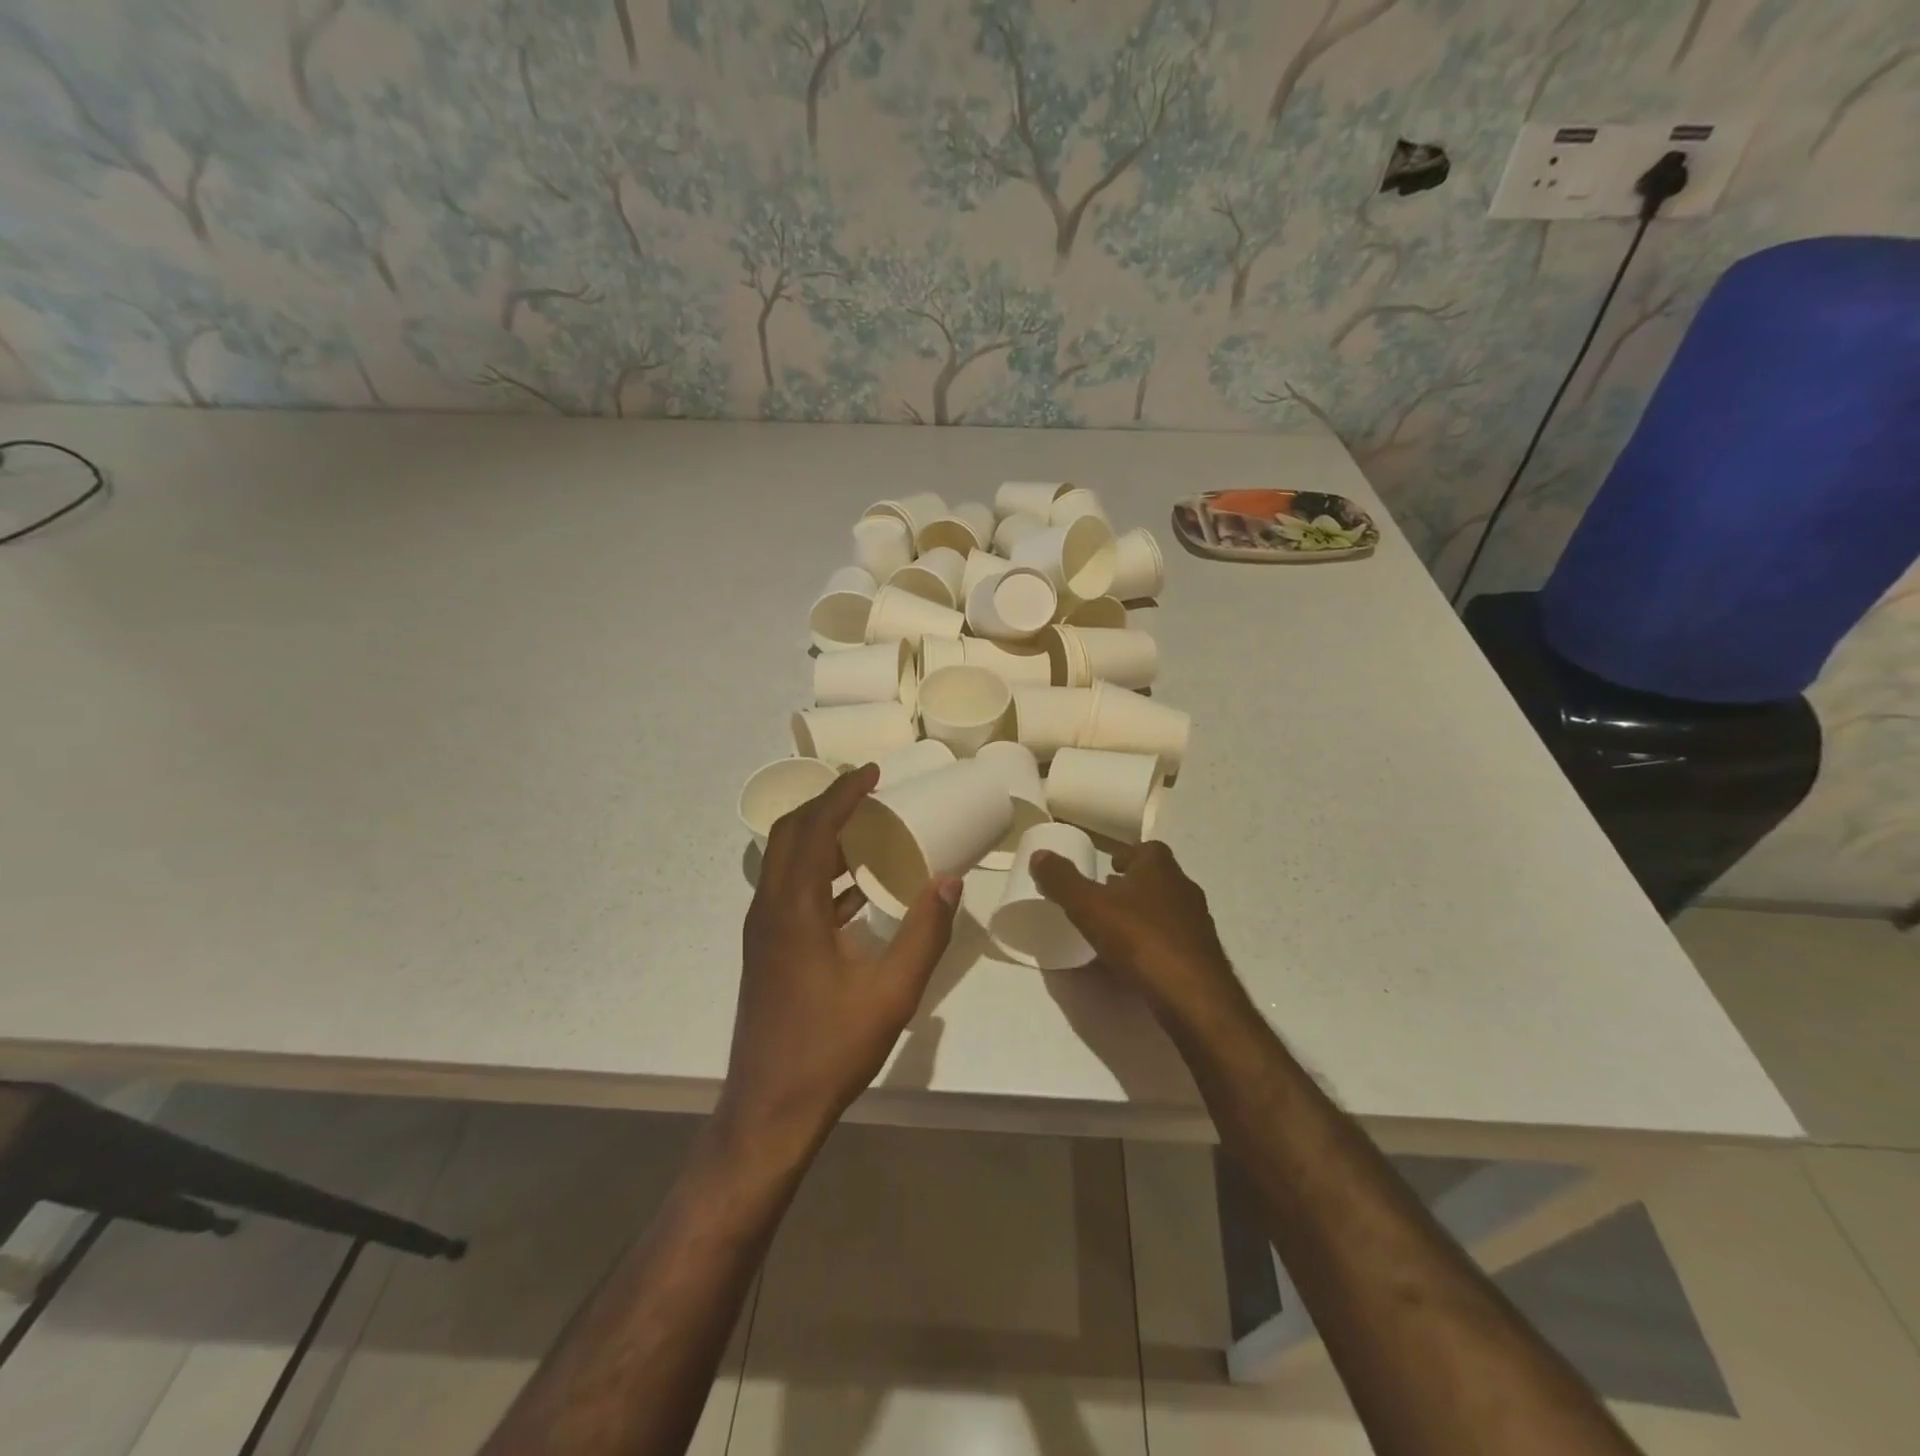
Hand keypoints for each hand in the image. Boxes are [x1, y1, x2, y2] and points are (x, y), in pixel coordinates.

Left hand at [723, 763, 961, 1153]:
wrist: (768, 1110)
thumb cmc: (830, 1049)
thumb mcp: (891, 992)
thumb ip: (925, 933)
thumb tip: (950, 881)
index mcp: (794, 908)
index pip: (815, 828)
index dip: (843, 793)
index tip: (873, 773)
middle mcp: (770, 908)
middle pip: (790, 834)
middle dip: (826, 804)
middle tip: (867, 791)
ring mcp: (764, 931)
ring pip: (786, 861)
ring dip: (821, 837)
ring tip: (867, 829)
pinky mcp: (767, 951)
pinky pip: (791, 891)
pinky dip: (821, 873)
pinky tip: (856, 890)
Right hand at [1030, 841, 1246, 1029]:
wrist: (1193, 995)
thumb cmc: (1140, 939)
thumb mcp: (1089, 906)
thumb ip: (1063, 880)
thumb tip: (1039, 855)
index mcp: (1160, 868)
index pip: (1147, 848)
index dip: (1126, 854)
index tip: (1107, 866)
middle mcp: (1184, 888)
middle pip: (1158, 877)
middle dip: (1133, 883)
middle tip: (1106, 895)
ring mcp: (1197, 923)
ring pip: (1167, 908)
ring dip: (1144, 912)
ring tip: (1116, 927)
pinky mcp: (1202, 955)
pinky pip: (1173, 938)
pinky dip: (1154, 940)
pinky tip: (1136, 958)